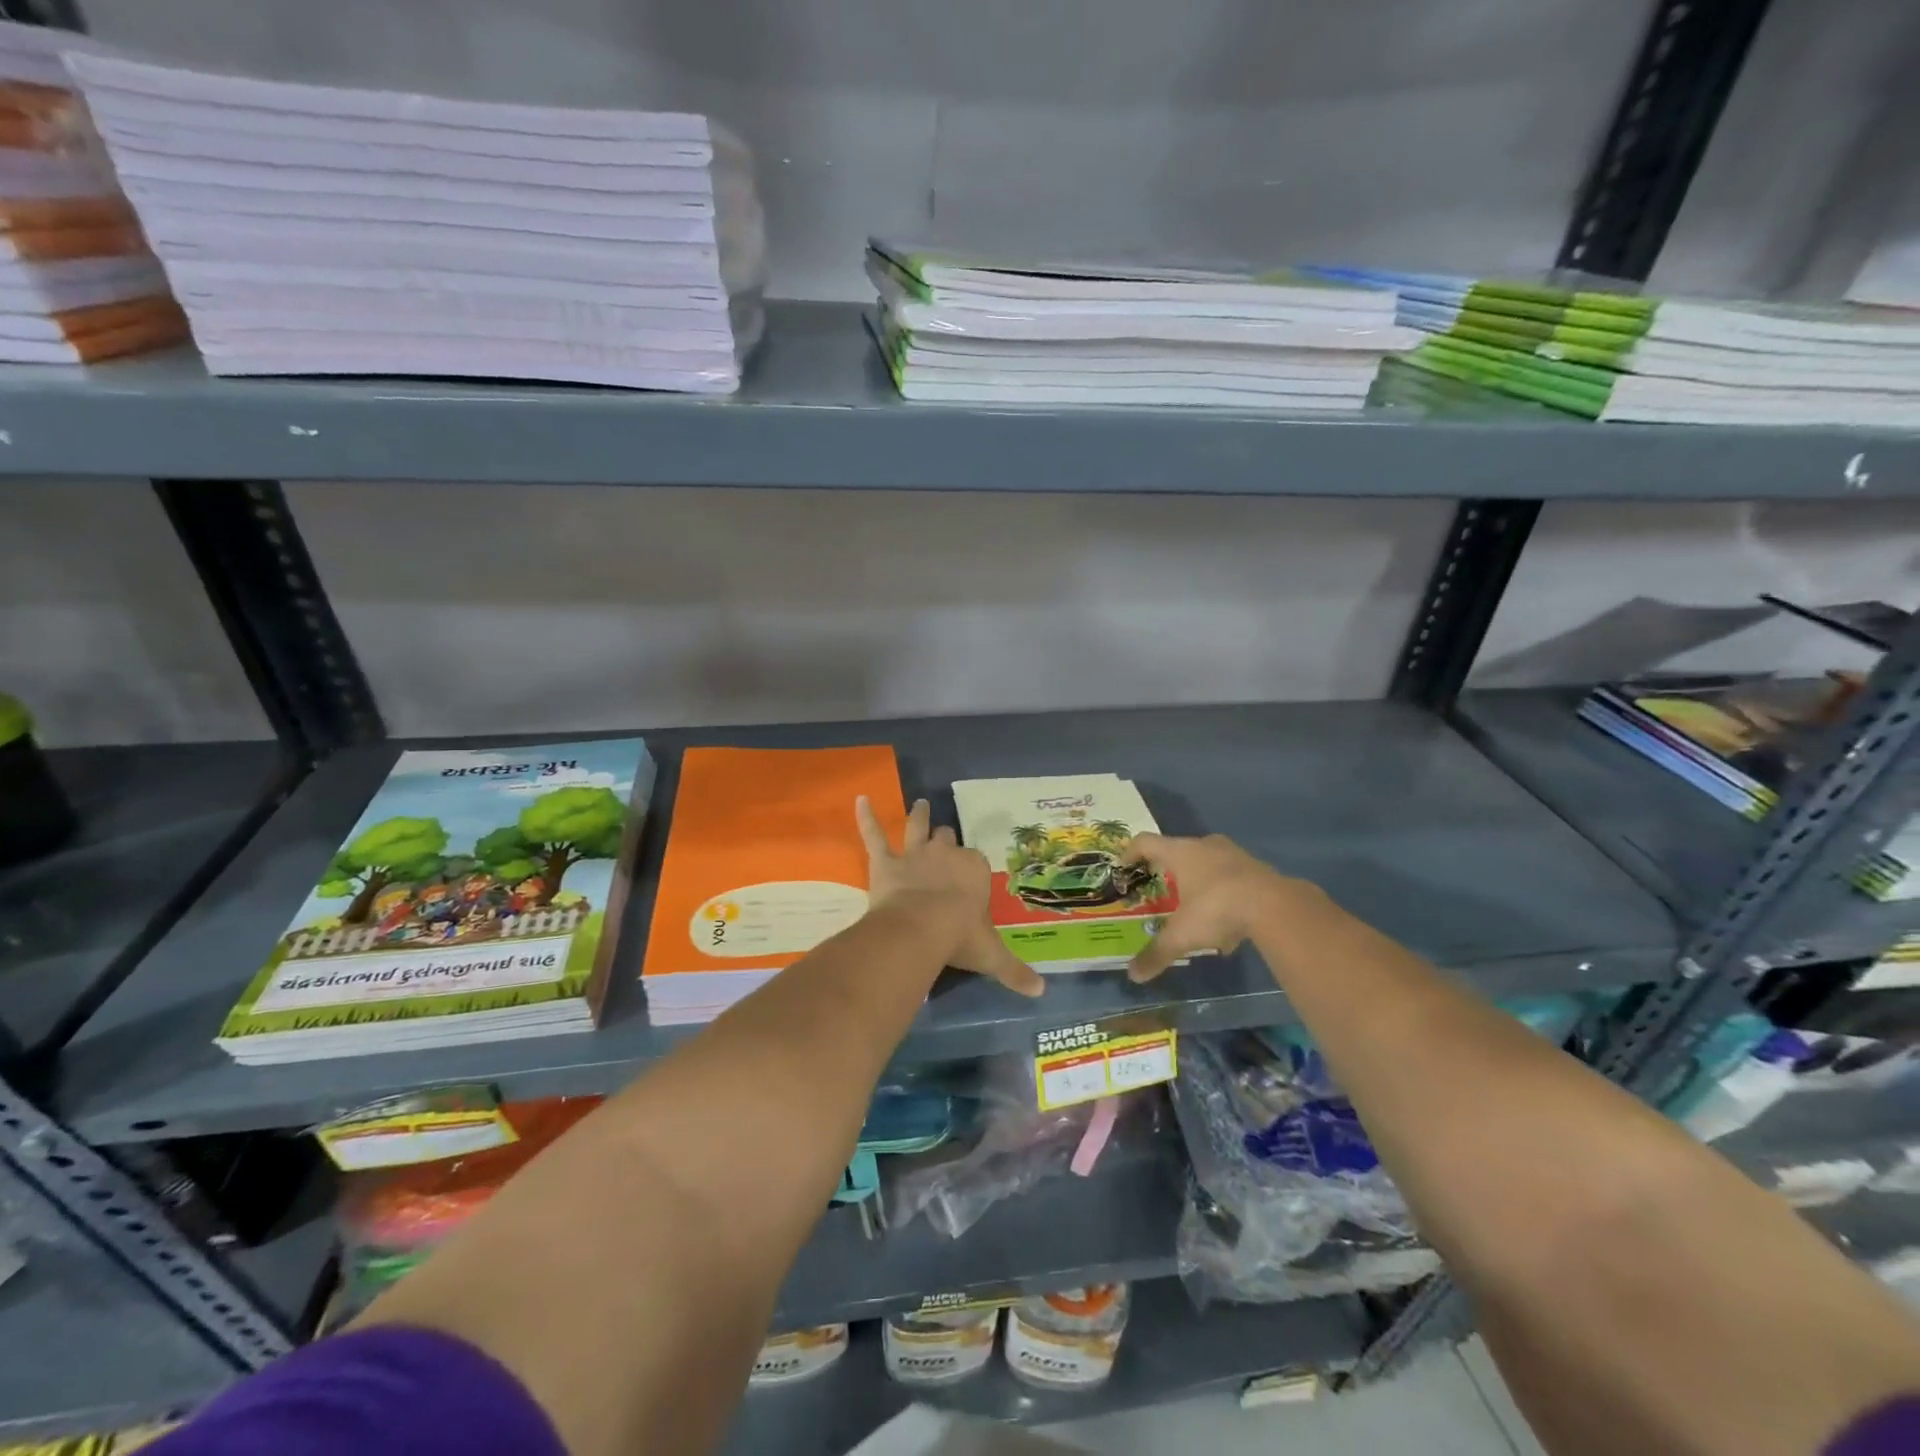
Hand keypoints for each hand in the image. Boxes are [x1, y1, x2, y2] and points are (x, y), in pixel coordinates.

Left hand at [857, 796, 1043, 997]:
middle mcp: (946, 854)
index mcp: (974, 869)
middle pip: (947, 838)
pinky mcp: (885, 862)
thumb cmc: (960, 937)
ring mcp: (914, 855)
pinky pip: (873, 835)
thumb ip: (1015, 971)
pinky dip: (866, 817)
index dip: (971, 867)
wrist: (920, 929)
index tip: (969, 873)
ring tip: (920, 804)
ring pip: (916, 827)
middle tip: (944, 838)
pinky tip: (860, 800)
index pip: (975, 861)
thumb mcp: (992, 957)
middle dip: (946, 839)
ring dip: (918, 816)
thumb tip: (1041, 992)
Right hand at [1120, 833, 1302, 982]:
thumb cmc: (1216, 908)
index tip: (1123, 868)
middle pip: (1178, 850)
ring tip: (1195, 911)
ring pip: (1208, 863)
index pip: (1145, 842)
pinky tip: (1227, 926)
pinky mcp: (1257, 868)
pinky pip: (1232, 877)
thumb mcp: (1182, 936)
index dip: (1130, 853)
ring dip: (1199, 882)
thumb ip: (1156, 953)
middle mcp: (1204, 845)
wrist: (1275, 905)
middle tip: (1160, 890)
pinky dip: (1224, 895)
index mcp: (1179, 852)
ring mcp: (1233, 854)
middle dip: (1168, 871)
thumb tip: (1133, 975)